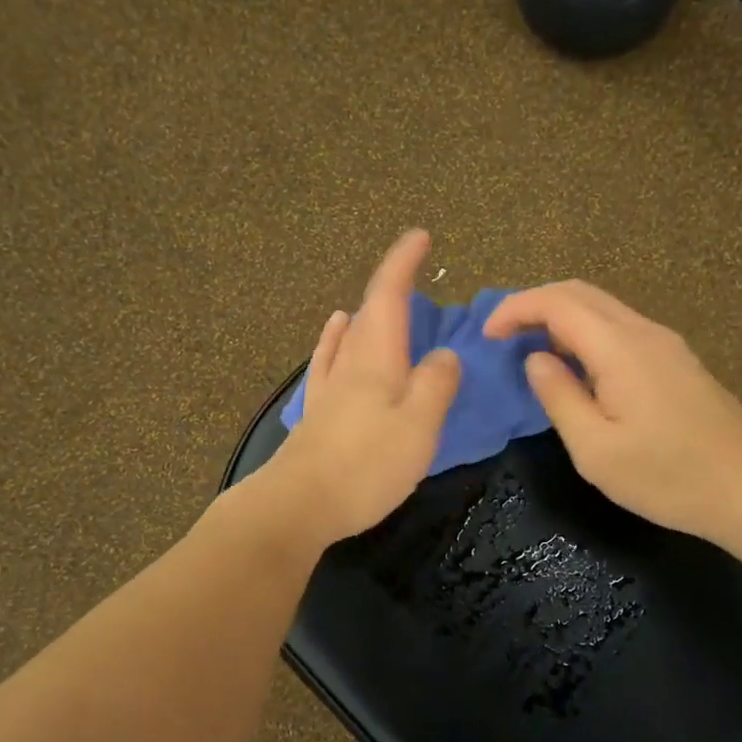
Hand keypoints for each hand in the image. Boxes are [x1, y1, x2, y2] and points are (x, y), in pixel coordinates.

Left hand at [269, 230, 461, 542]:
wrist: (297, 506)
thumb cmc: (365, 466)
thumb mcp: (418, 426)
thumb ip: (436, 385)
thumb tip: (444, 355)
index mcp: (377, 359)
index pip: (388, 296)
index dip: (403, 263)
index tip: (420, 236)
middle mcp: (349, 363)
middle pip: (369, 312)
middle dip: (391, 287)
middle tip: (414, 277)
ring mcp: (328, 388)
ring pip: (349, 336)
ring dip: (367, 314)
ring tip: (382, 305)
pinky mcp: (317, 413)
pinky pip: (330, 360)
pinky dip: (337, 339)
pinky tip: (335, 333)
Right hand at [484, 281, 741, 544]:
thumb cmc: (667, 477)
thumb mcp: (595, 450)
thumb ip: (559, 397)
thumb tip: (536, 360)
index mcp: (620, 349)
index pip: (557, 303)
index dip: (515, 309)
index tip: (487, 335)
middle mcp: (644, 332)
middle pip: (580, 292)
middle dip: (534, 304)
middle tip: (503, 336)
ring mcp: (666, 343)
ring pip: (603, 307)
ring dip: (561, 316)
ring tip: (532, 349)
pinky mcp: (677, 360)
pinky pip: (621, 327)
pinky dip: (586, 332)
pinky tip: (577, 365)